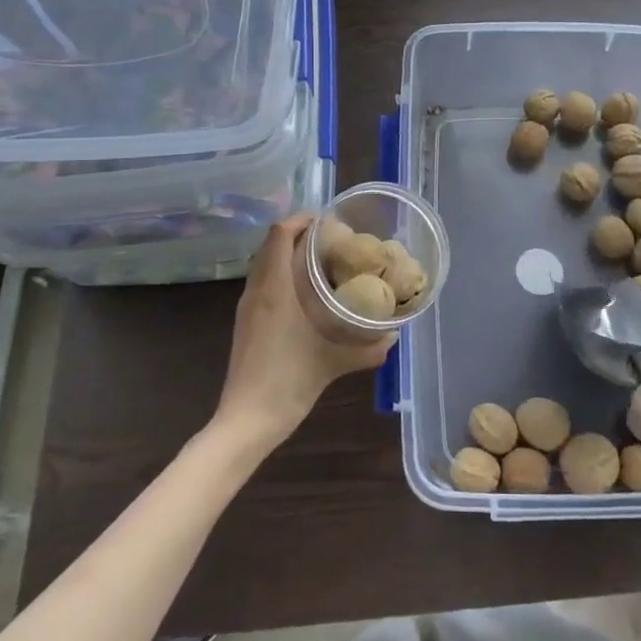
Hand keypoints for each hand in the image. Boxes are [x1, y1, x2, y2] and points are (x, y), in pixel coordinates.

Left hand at [214, 214, 395, 448]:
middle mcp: (256, 291)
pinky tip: (306, 296)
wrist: (247, 420)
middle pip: (271, 245)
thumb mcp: (334, 362)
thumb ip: (367, 349)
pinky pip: (262, 284)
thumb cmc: (288, 381)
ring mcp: (247, 308)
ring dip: (288, 256)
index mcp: (274, 289)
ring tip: (323, 263)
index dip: (301, 220)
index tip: (329, 222)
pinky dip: (281, 276)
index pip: (279, 234)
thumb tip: (394, 336)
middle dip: (299, 236)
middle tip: (333, 241)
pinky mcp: (245, 323)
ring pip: (265, 265)